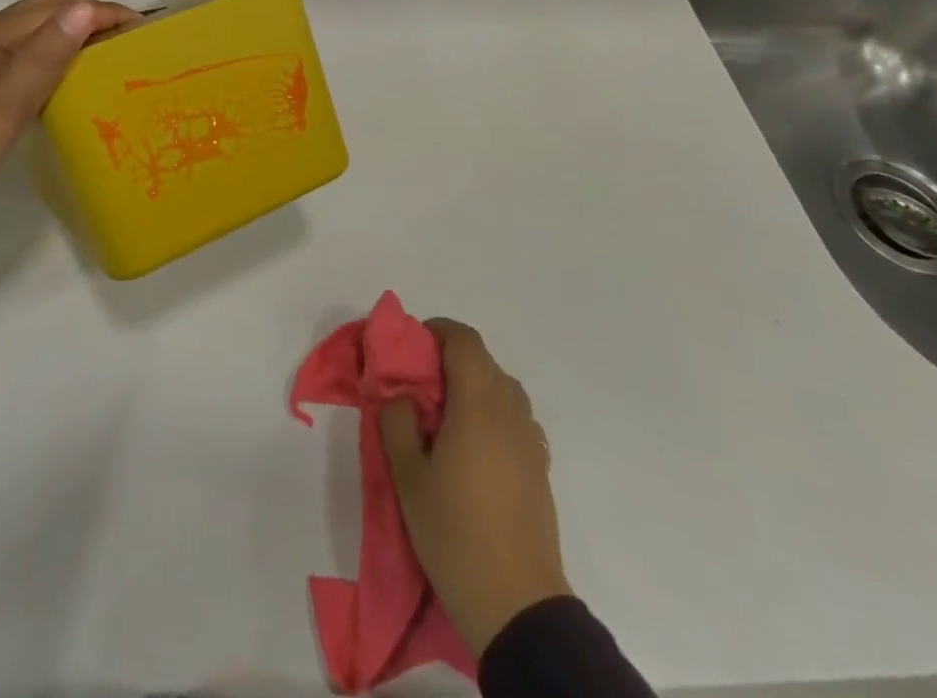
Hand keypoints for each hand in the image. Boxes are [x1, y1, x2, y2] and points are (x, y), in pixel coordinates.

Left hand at [0, 0, 139, 242]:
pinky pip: (34, 61)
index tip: (144, 29)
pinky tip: (78, 82)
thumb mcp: (9, 99)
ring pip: (42, 36)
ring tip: (114, 57)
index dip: (102, 11)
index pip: (58, 7)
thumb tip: (86, 7)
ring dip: (78, 38)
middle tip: (134, 41)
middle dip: (93, 18)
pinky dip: (61, 60)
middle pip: (49, 14)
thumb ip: (47, 52)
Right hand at [380, 318, 571, 657]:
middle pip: (483, 361)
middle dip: (450, 360)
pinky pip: (514, 418)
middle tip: (419, 387)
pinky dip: (492, 414)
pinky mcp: (540, 466)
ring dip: (472, 387)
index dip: (437, 331)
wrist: (517, 604)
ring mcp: (530, 439)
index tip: (412, 349)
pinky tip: (473, 448)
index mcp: (478, 403)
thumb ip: (397, 423)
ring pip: (501, 388)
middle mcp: (510, 410)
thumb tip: (401, 396)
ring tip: (444, 419)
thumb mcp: (408, 477)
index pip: (464, 340)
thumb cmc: (455, 533)